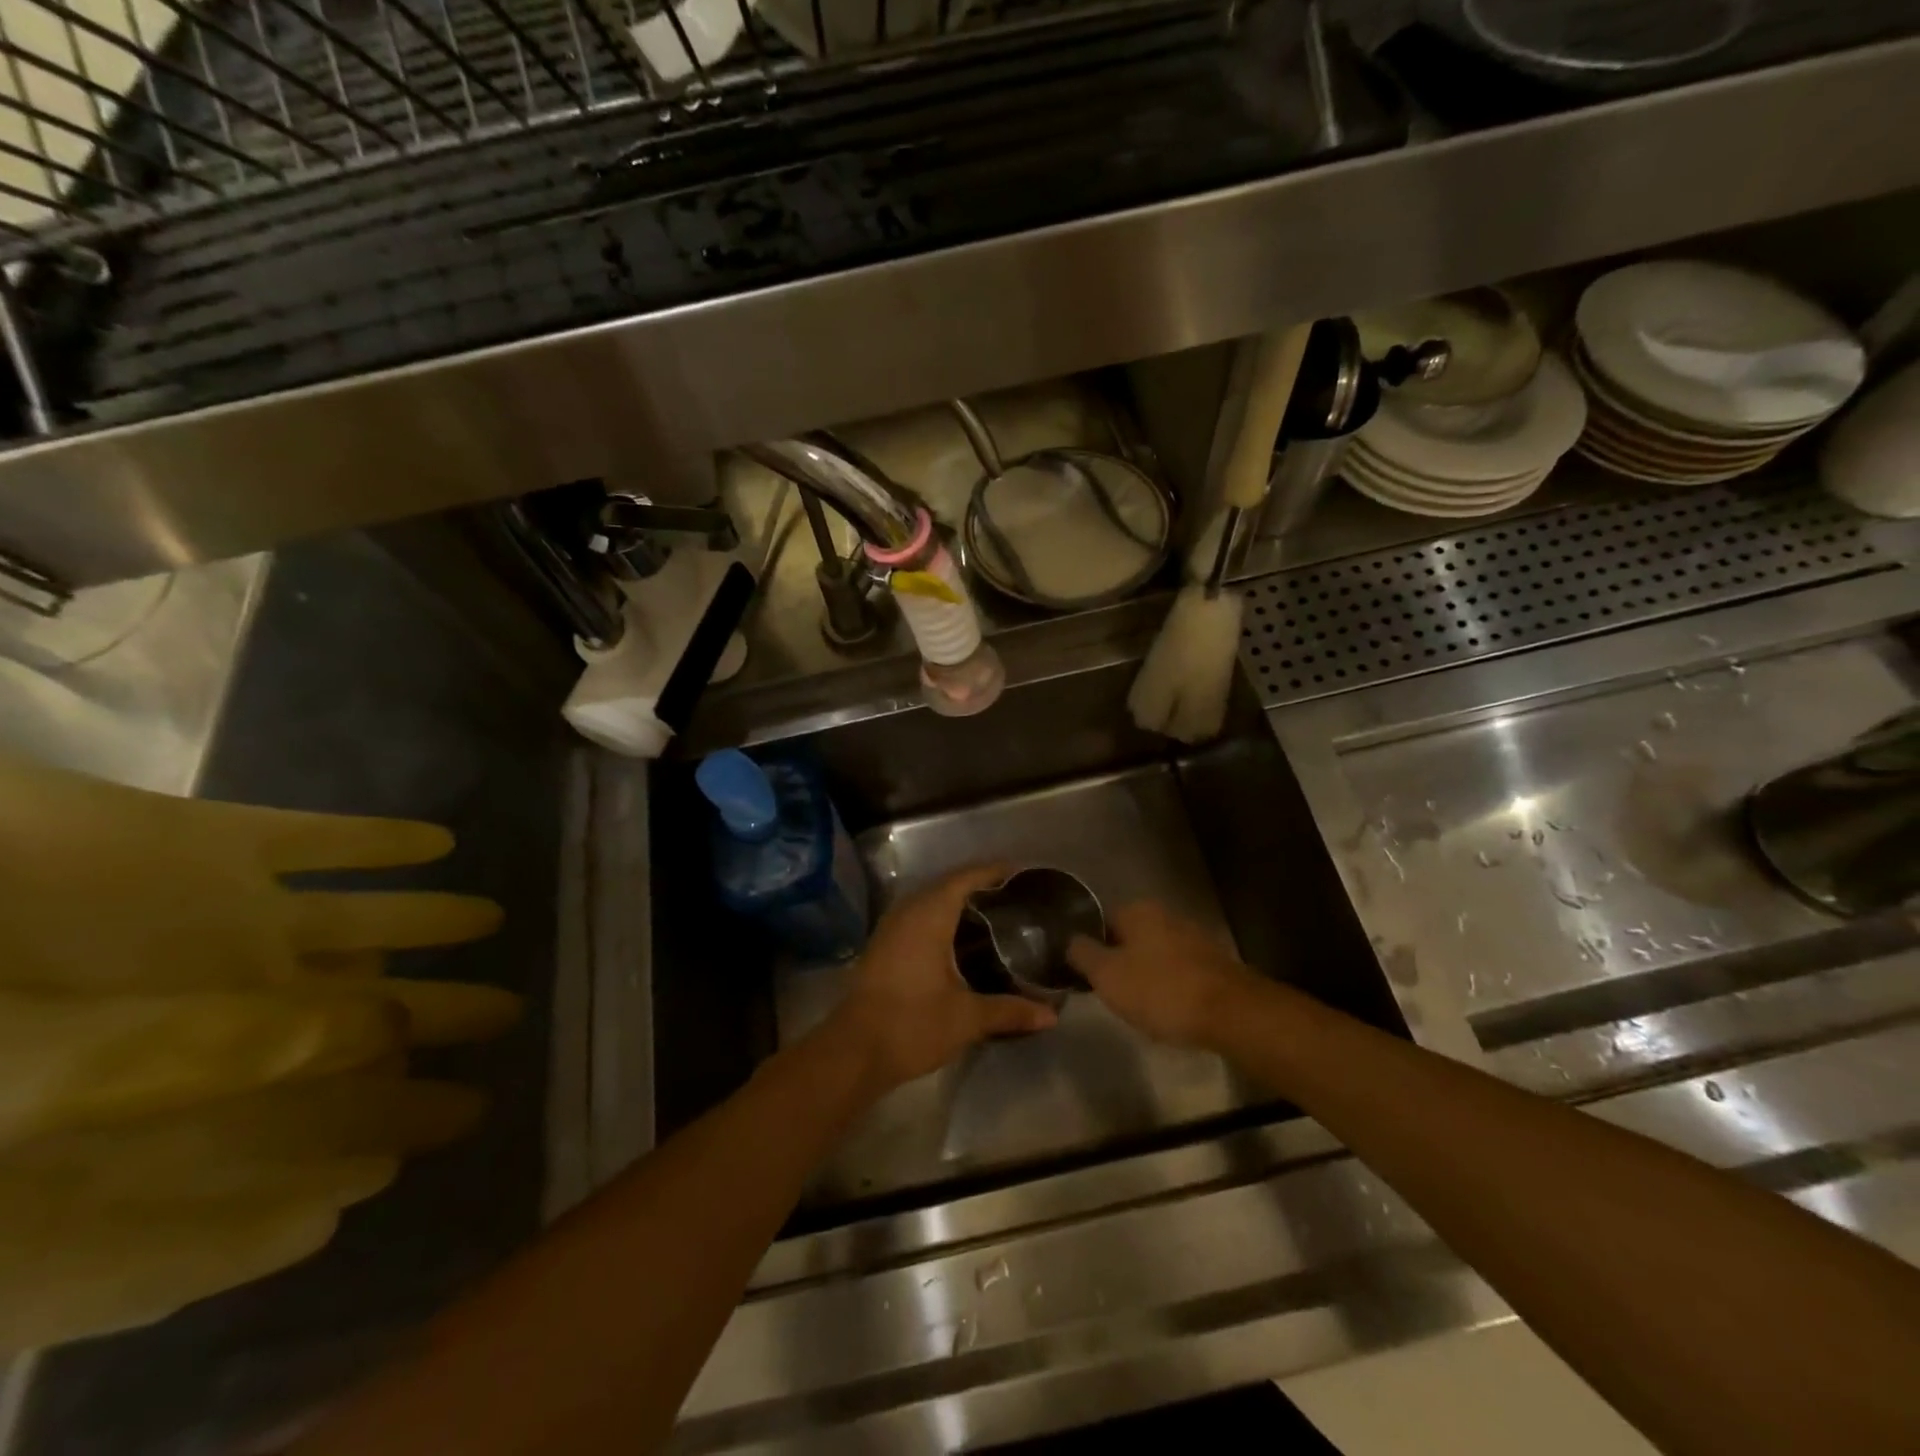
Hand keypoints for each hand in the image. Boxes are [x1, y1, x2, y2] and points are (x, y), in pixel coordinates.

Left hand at [824, 866, 1056, 1094]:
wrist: (853, 1051)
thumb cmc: (912, 1024)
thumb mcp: (967, 1018)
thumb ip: (1010, 1011)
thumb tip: (1052, 1016)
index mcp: (929, 915)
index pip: (965, 878)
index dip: (993, 871)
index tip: (1022, 873)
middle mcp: (908, 911)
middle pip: (947, 884)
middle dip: (979, 886)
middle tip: (1014, 896)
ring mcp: (891, 927)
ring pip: (930, 900)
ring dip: (958, 901)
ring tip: (993, 914)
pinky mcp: (883, 945)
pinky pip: (918, 916)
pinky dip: (942, 917)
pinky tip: (961, 940)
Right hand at [1066, 900, 1256, 1048]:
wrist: (1232, 1014)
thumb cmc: (1161, 991)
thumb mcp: (1107, 975)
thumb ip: (1082, 954)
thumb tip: (1070, 940)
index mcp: (1137, 910)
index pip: (1100, 921)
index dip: (1089, 946)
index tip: (1084, 974)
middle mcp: (1166, 915)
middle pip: (1129, 938)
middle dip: (1118, 962)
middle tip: (1108, 993)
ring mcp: (1193, 938)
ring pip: (1154, 955)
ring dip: (1144, 975)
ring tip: (1137, 1006)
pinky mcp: (1213, 964)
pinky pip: (1178, 972)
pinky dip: (1169, 987)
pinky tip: (1167, 1010)